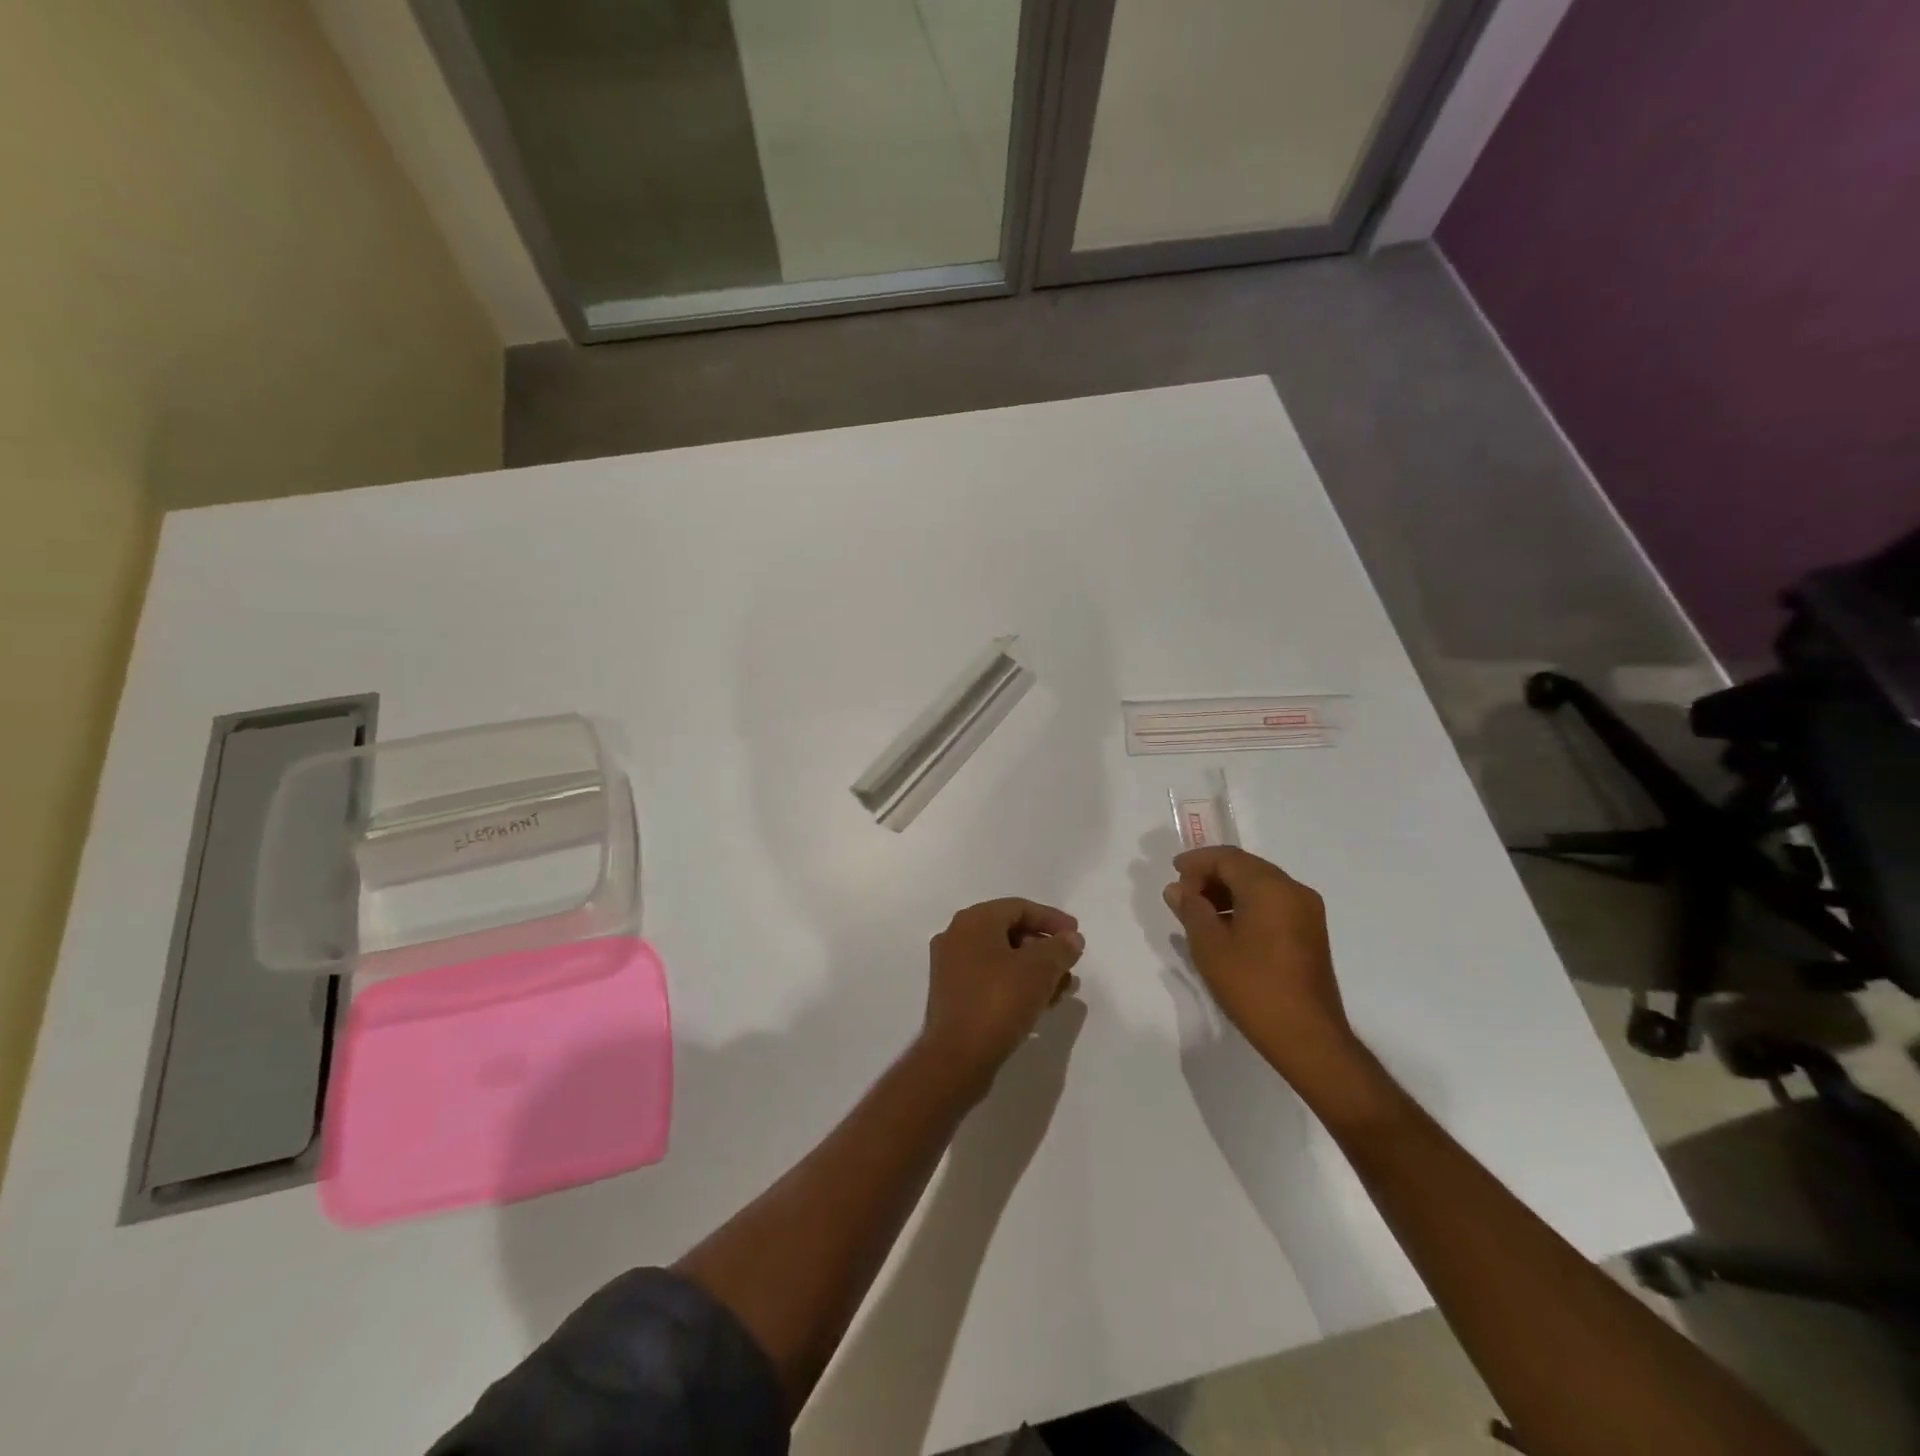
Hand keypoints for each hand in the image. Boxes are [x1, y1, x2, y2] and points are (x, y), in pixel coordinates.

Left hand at [921, 898, 1084, 1085]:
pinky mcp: (953, 995)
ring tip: (1062, 988)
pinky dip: (1016, 984)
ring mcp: (951, 967)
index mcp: (973, 921)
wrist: (957, 1058)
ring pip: (1002, 958)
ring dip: (1034, 969)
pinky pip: (991, 978)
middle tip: (1070, 965)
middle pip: (1010, 932)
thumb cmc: (999, 1002)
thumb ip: (1060, 948)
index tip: (1077, 936)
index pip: (1019, 907)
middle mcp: (957, 937)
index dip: (1052, 919)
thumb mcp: (1039, 970)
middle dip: (1045, 948)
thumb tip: (1071, 938)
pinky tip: (1040, 1003)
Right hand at [1163, 847, 1373, 1101]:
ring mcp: (1307, 912)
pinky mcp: (1311, 933)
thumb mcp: (1209, 946)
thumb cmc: (1252, 987)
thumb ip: (1191, 910)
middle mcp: (1294, 890)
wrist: (1307, 1037)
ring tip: (1199, 913)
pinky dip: (1247, 905)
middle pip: (1246, 867)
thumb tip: (1178, 889)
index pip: (1227, 858)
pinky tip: (1227, 928)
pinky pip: (1274, 904)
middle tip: (1183, 894)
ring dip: (1228, 891)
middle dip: (1212, 875)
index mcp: (1270, 887)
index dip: (1197, 862)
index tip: (1173, 873)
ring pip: (1261, 885)